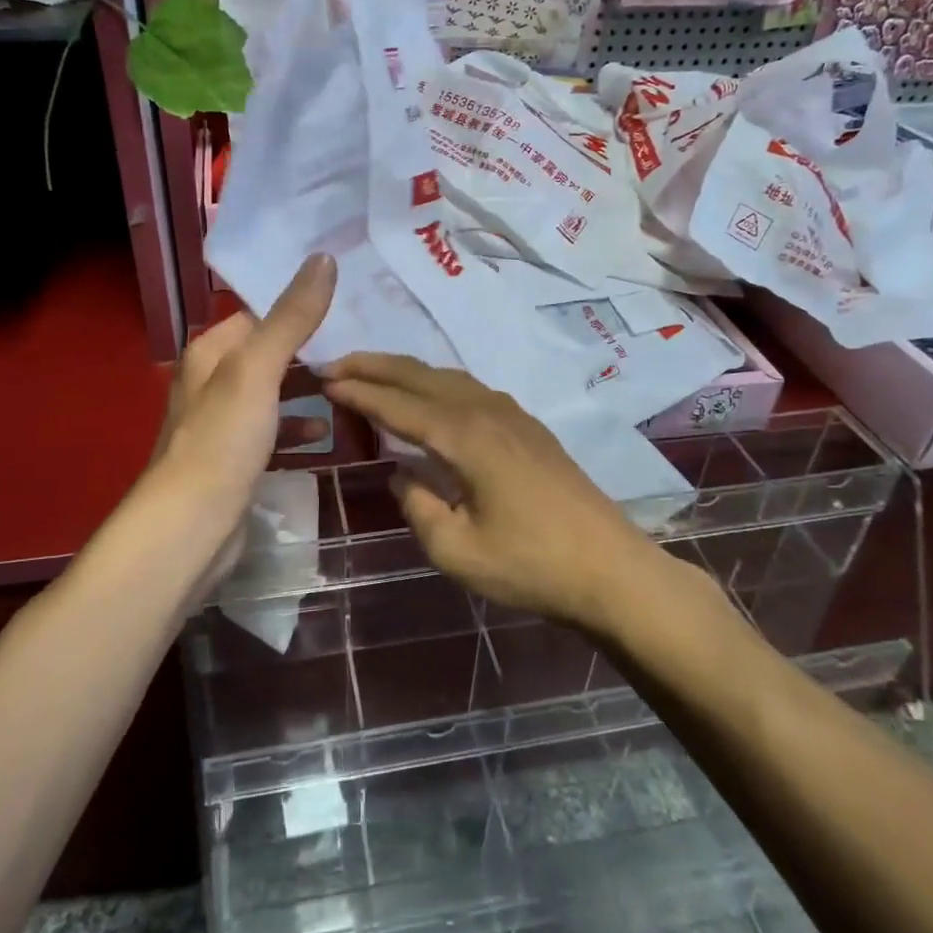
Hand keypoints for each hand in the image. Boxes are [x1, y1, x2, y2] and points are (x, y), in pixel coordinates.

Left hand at [148, 253, 337, 567]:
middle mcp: (213, 381)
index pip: (260, 313)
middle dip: (310, 348)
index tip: (349, 299)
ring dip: (307, 388)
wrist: (192, 526)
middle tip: (362, 340)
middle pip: (270, 352)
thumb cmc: (223, 440)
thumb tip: (322, 258)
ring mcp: (225, 423)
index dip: (300, 305)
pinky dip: (298, 428)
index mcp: (212, 352)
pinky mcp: (237, 459)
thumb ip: (291, 317)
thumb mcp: (258, 370)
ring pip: (274, 392)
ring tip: (352, 383)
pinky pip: (274, 431)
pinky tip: (326, 434)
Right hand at [320, 354, 664, 631]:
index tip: (323, 380)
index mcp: (464, 437)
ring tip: (371, 373)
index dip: (358, 391)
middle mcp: (485, 411)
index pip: (398, 404)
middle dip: (374, 366)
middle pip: (419, 376)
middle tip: (334, 364)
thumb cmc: (530, 565)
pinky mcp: (527, 427)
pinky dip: (434, 383)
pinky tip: (428, 397)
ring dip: (404, 371)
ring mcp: (511, 415)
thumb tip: (405, 474)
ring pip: (446, 377)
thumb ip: (419, 506)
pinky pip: (468, 389)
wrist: (610, 569)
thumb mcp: (457, 551)